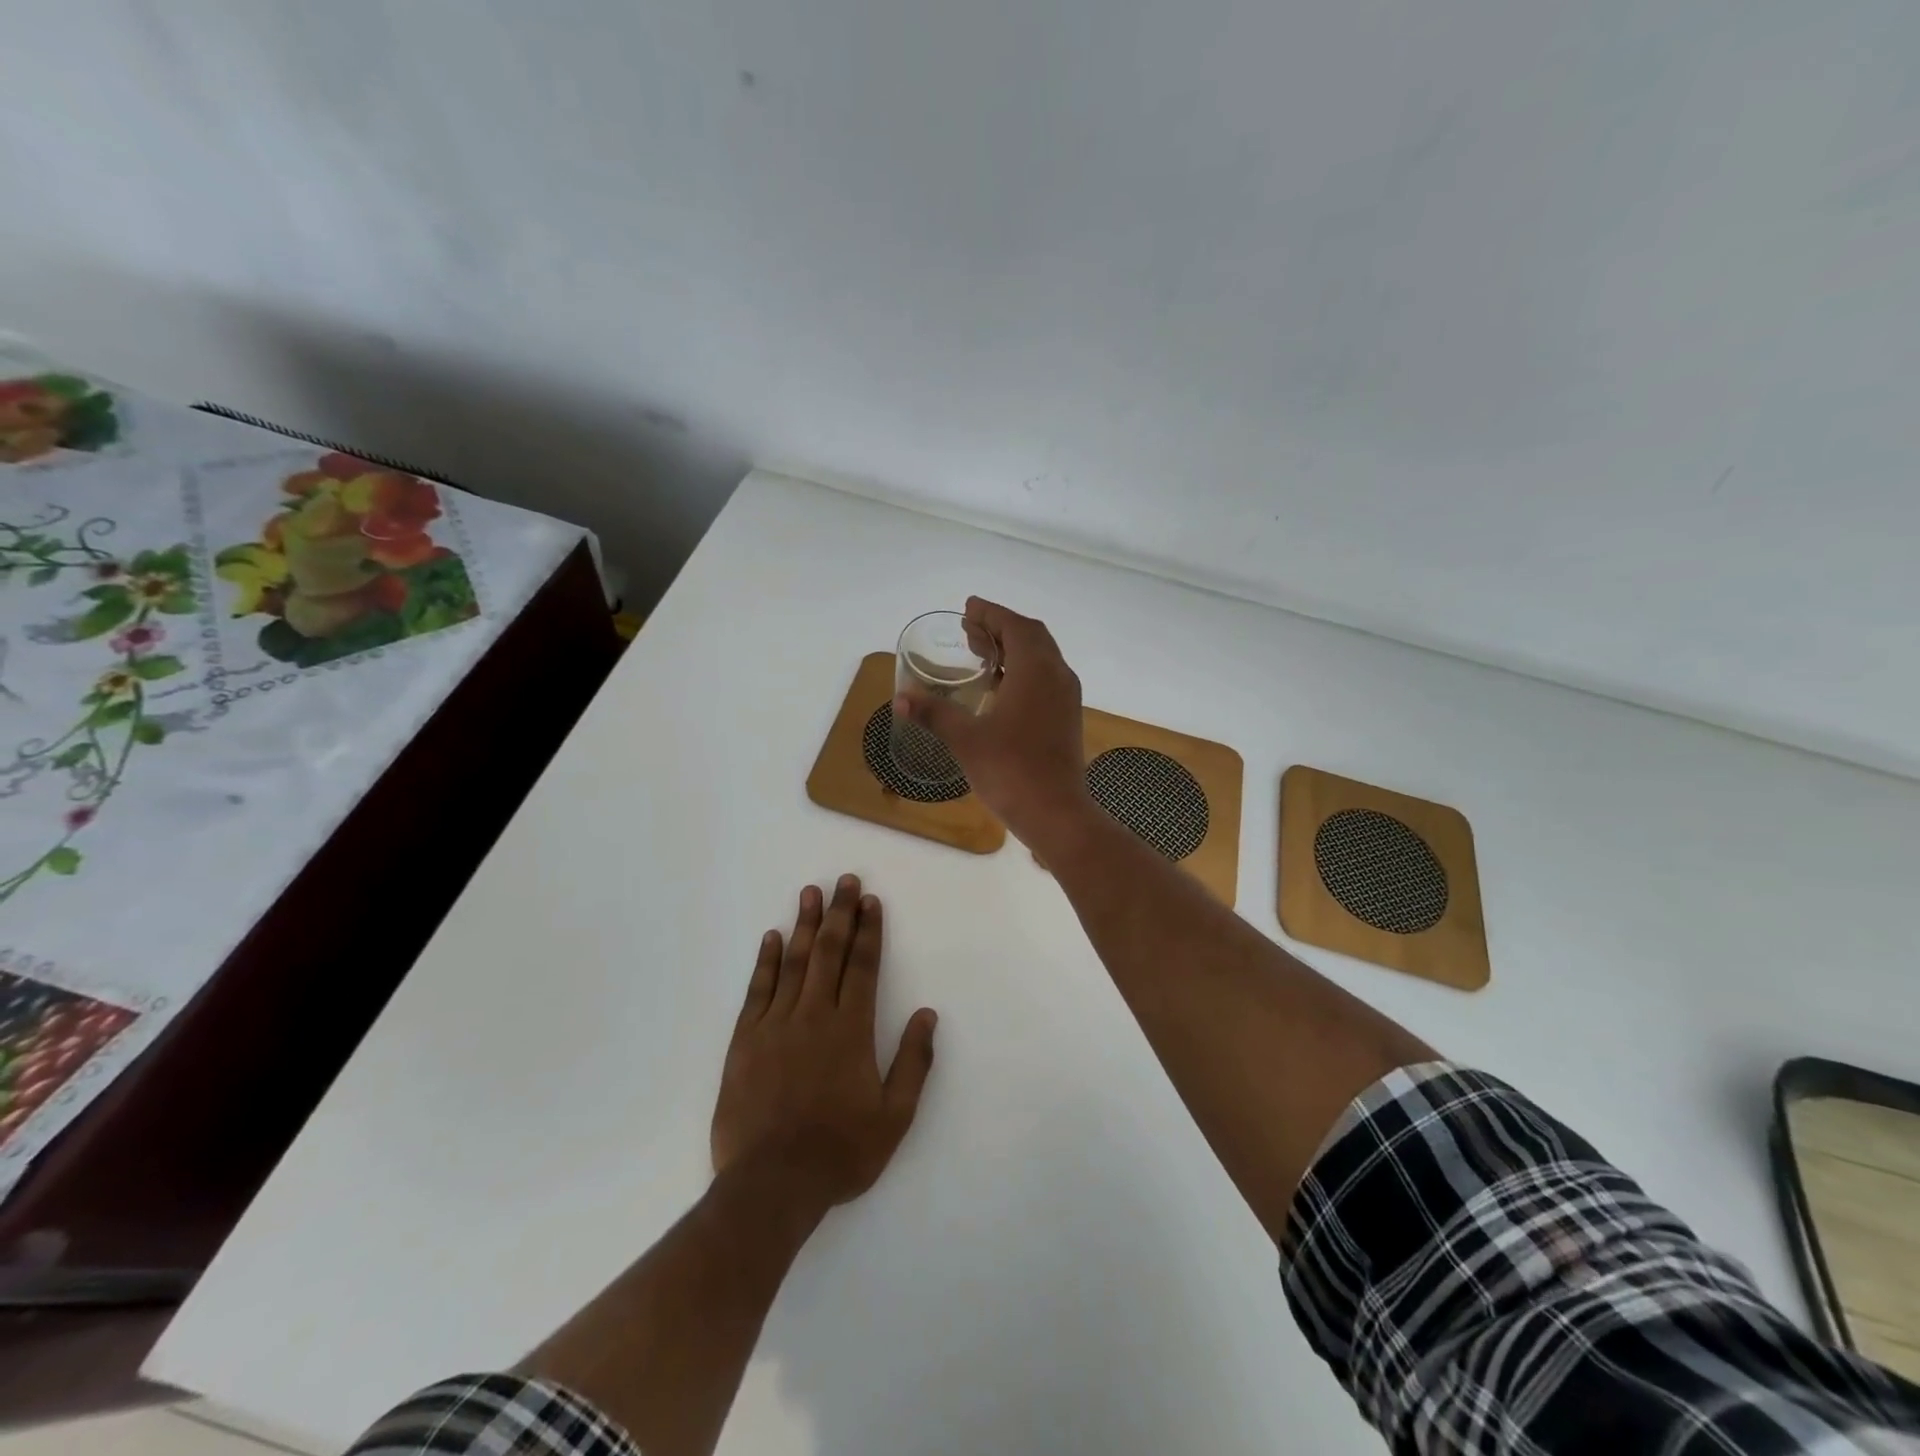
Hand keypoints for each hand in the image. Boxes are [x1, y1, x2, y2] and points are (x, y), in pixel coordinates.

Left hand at [711, 876, 937, 1211]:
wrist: (772, 1186)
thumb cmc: (840, 1152)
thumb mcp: (895, 1117)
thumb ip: (914, 1062)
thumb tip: (928, 1015)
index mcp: (851, 1030)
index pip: (863, 966)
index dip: (868, 931)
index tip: (870, 901)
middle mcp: (814, 1016)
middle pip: (829, 952)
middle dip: (839, 913)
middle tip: (845, 880)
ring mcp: (776, 1025)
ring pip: (794, 963)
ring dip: (804, 925)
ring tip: (811, 892)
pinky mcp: (745, 1041)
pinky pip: (758, 990)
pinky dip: (766, 961)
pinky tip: (772, 938)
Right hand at [895, 597, 1092, 847]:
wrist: (1056, 813)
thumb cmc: (1010, 770)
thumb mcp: (965, 739)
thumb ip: (934, 713)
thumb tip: (901, 699)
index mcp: (1035, 670)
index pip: (1014, 626)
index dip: (990, 614)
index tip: (969, 608)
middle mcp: (1057, 676)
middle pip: (1031, 637)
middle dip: (1000, 628)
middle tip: (970, 628)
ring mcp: (1066, 698)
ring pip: (1041, 658)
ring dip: (1013, 649)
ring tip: (981, 652)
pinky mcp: (1066, 718)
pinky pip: (1046, 678)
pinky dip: (1023, 670)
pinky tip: (1000, 687)